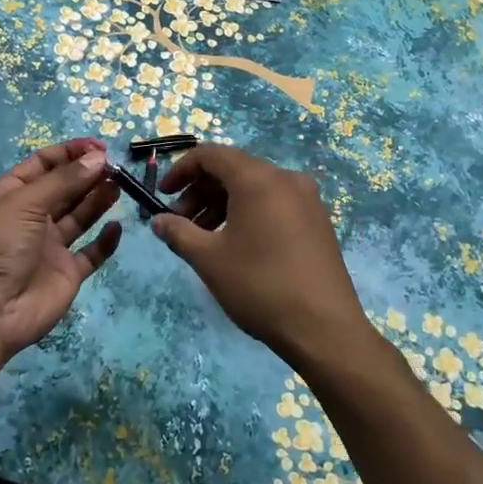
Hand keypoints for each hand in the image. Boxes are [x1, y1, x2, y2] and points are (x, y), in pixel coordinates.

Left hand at [0, 138, 121, 360]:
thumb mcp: (26, 202)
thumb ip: (65, 180)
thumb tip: (99, 157)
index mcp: (13, 194)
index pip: (44, 164)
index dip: (70, 153)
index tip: (99, 147)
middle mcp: (32, 217)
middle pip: (65, 187)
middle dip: (88, 174)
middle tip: (116, 166)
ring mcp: (50, 246)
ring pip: (80, 215)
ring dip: (99, 199)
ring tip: (120, 185)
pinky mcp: (67, 272)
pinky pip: (91, 253)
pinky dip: (105, 240)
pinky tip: (117, 227)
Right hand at [153, 145, 374, 366]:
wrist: (324, 329)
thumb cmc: (260, 286)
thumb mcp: (209, 259)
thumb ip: (178, 233)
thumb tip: (158, 221)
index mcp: (257, 179)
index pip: (211, 154)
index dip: (182, 170)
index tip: (163, 195)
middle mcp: (285, 178)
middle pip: (233, 169)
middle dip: (201, 191)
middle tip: (180, 222)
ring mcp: (307, 199)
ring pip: (254, 187)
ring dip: (223, 203)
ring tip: (204, 237)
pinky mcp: (317, 220)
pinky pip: (274, 202)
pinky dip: (248, 212)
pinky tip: (237, 244)